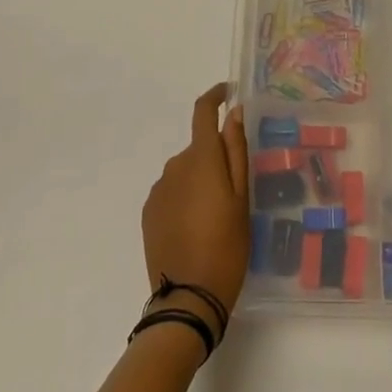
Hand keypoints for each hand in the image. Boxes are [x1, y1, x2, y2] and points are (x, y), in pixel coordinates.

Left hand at [142, 84, 250, 331]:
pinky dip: (186, 198)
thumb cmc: (227, 246)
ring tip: (217, 216)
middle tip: (236, 190)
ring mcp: (159, 189)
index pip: (202, 111)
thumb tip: (233, 113)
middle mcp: (175, 165)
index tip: (228, 93)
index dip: (215, 96)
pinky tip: (197, 227)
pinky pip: (172, 191)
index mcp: (201, 158)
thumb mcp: (242, 198)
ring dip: (200, 180)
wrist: (188, 298)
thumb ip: (237, 151)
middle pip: (199, 148)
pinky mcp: (149, 212)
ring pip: (186, 171)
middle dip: (216, 158)